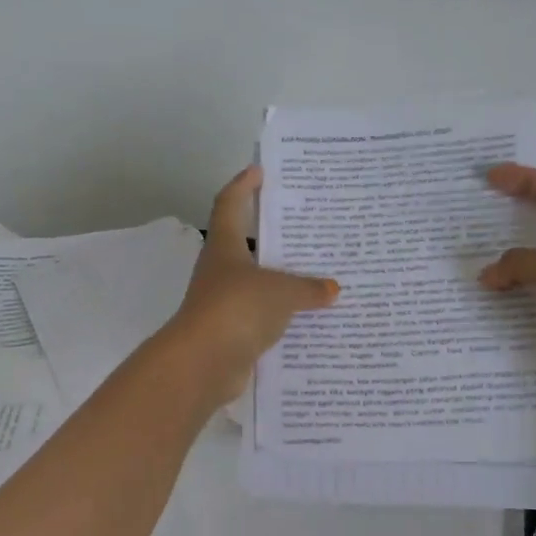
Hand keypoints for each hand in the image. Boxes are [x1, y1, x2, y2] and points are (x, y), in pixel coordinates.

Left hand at [165, 168, 338, 402]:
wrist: (204, 363)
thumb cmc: (238, 309)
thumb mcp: (281, 292)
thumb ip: (308, 288)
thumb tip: (331, 289)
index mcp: (225, 247)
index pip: (231, 204)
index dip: (243, 186)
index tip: (260, 171)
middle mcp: (220, 271)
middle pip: (245, 245)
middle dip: (271, 236)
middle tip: (304, 227)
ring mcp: (224, 304)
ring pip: (256, 284)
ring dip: (280, 281)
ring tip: (316, 275)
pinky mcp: (231, 334)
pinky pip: (262, 318)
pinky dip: (282, 317)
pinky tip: (308, 319)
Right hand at [477, 164, 535, 391]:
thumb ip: (518, 262)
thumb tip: (487, 275)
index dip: (526, 179)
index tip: (490, 177)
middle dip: (509, 224)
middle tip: (471, 220)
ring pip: (534, 266)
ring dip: (505, 266)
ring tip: (467, 262)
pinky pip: (532, 298)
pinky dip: (510, 297)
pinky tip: (483, 298)